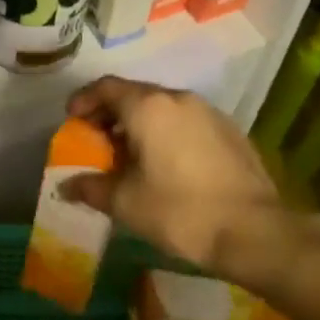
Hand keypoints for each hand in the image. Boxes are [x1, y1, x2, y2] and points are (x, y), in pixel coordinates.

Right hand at [63, 77, 304, 283]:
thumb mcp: (125, 203)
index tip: (71, 119)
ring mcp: (209, 113)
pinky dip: (166, 133)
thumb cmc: (180, 211)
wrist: (254, 231)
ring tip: (129, 155)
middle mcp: (179, 99)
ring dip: (140, 124)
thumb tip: (66, 186)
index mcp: (148, 107)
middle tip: (96, 141)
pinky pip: (186, 122)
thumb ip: (91, 188)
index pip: (106, 87)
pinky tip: (165, 164)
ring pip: (163, 108)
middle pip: (135, 94)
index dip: (83, 100)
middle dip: (110, 114)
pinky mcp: (231, 131)